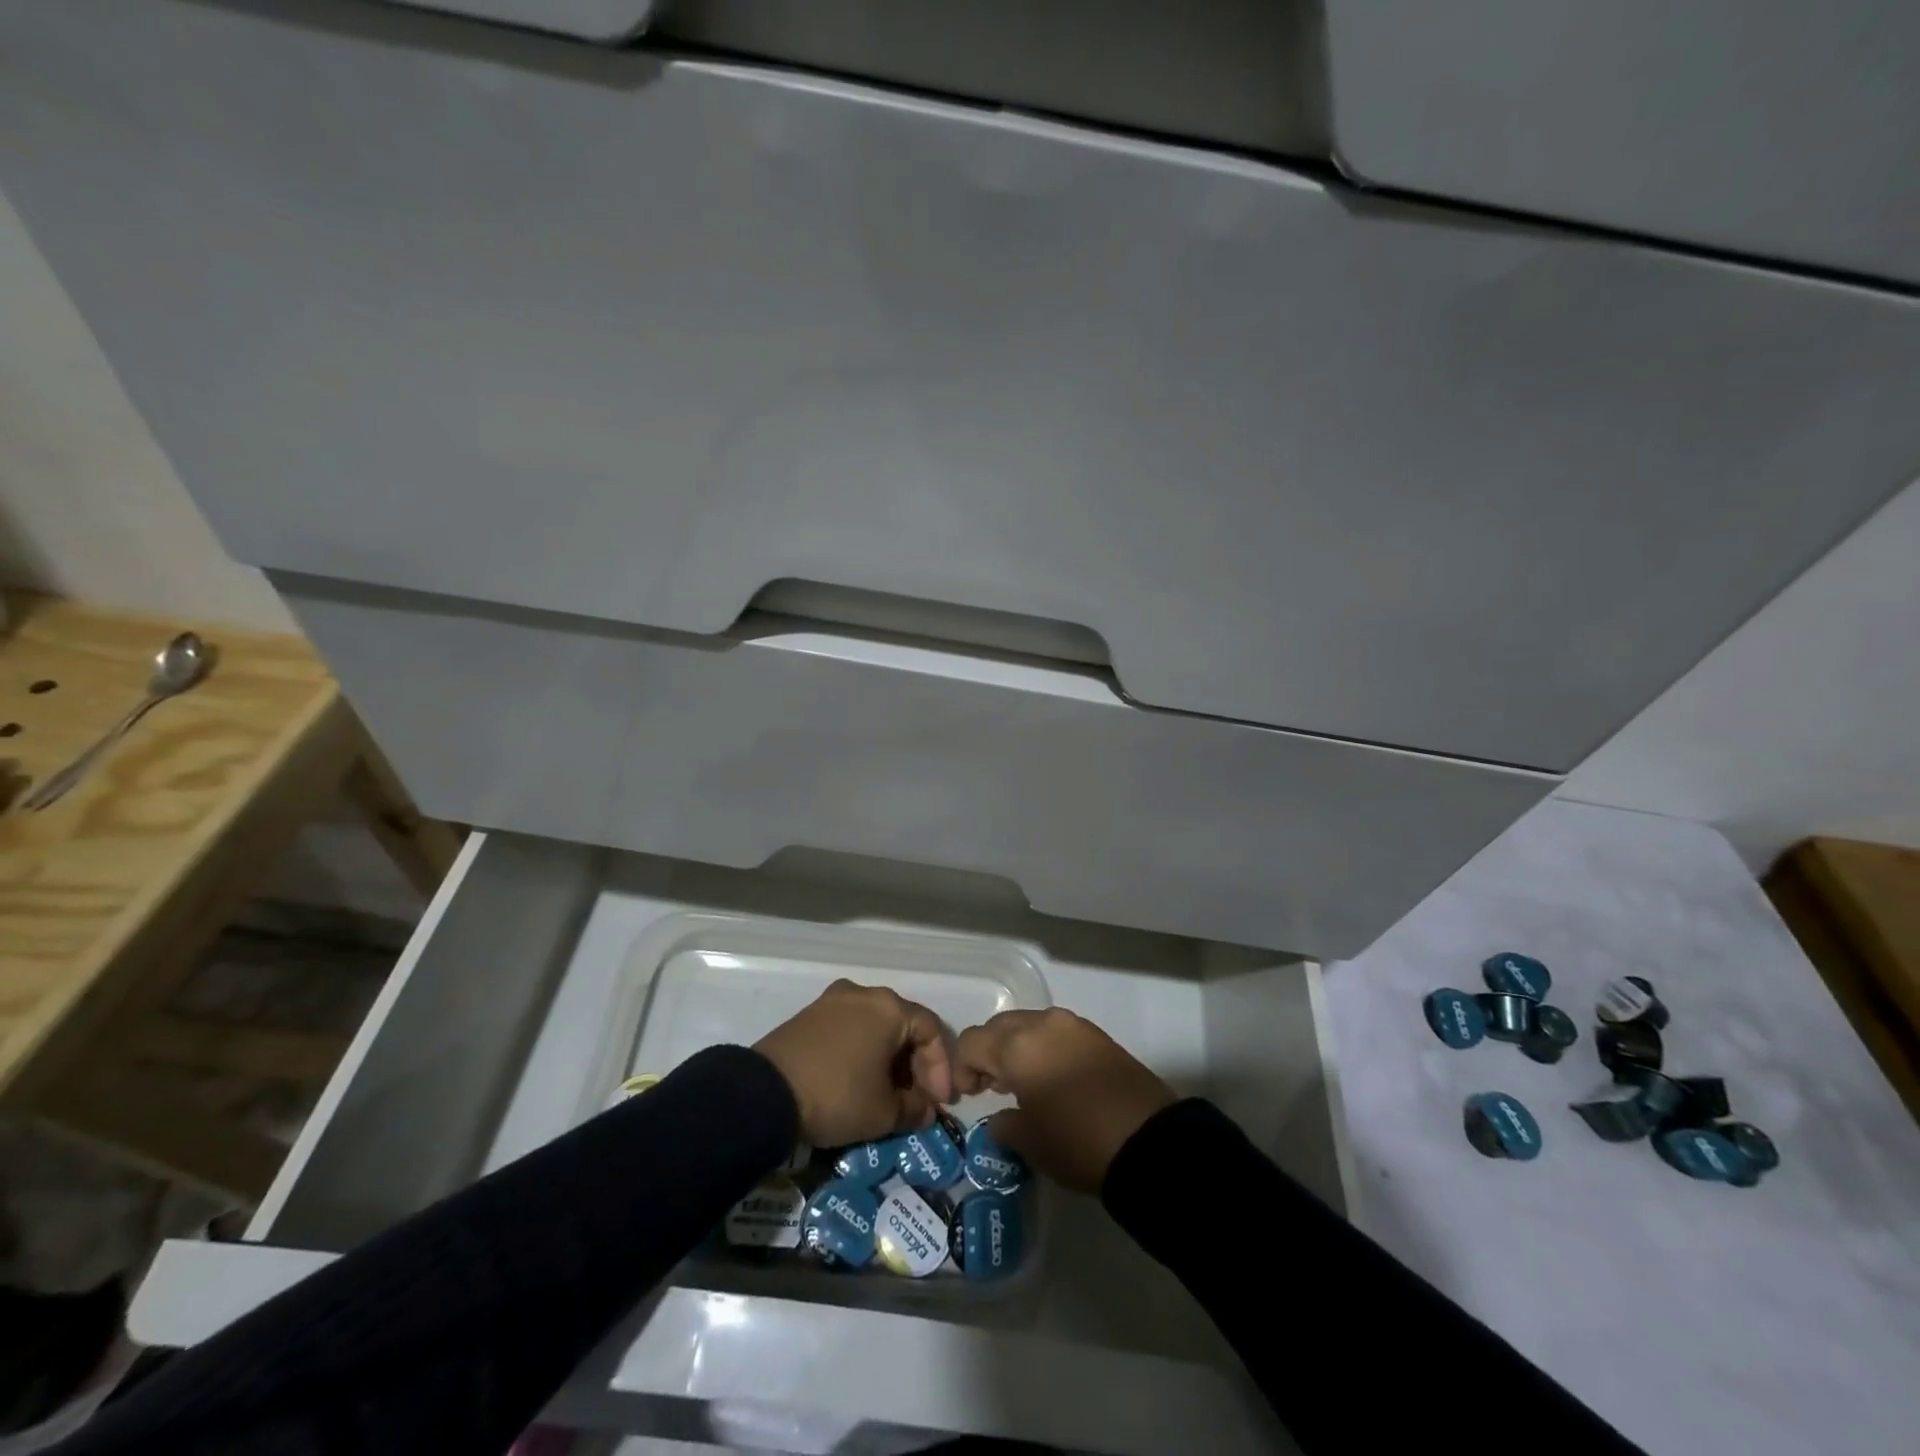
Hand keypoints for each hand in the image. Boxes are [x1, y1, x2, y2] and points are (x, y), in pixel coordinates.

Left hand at [754, 980, 954, 1146]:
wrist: (765, 1094)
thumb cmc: (837, 1095)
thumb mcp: (883, 1113)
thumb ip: (914, 1109)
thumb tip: (925, 1110)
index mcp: (889, 1007)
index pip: (931, 1030)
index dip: (940, 1068)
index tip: (938, 1102)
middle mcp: (863, 993)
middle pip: (903, 1025)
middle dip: (914, 1064)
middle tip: (916, 1099)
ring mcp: (832, 1001)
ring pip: (874, 1027)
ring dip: (888, 1059)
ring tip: (887, 1093)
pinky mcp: (809, 1015)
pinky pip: (849, 1029)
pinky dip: (862, 1052)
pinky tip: (859, 1081)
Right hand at [954, 1008, 1174, 1193]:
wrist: (1149, 1142)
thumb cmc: (1077, 1142)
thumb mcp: (1030, 1142)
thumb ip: (1003, 1124)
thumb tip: (999, 1117)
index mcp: (1017, 1045)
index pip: (972, 1041)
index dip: (961, 1068)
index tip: (967, 1097)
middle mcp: (1042, 1024)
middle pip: (999, 1027)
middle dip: (988, 1053)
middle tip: (990, 1088)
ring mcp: (1073, 1025)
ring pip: (1028, 1025)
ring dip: (1016, 1048)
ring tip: (1022, 1084)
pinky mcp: (1097, 1035)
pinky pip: (1056, 1032)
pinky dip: (1043, 1048)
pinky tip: (1051, 1078)